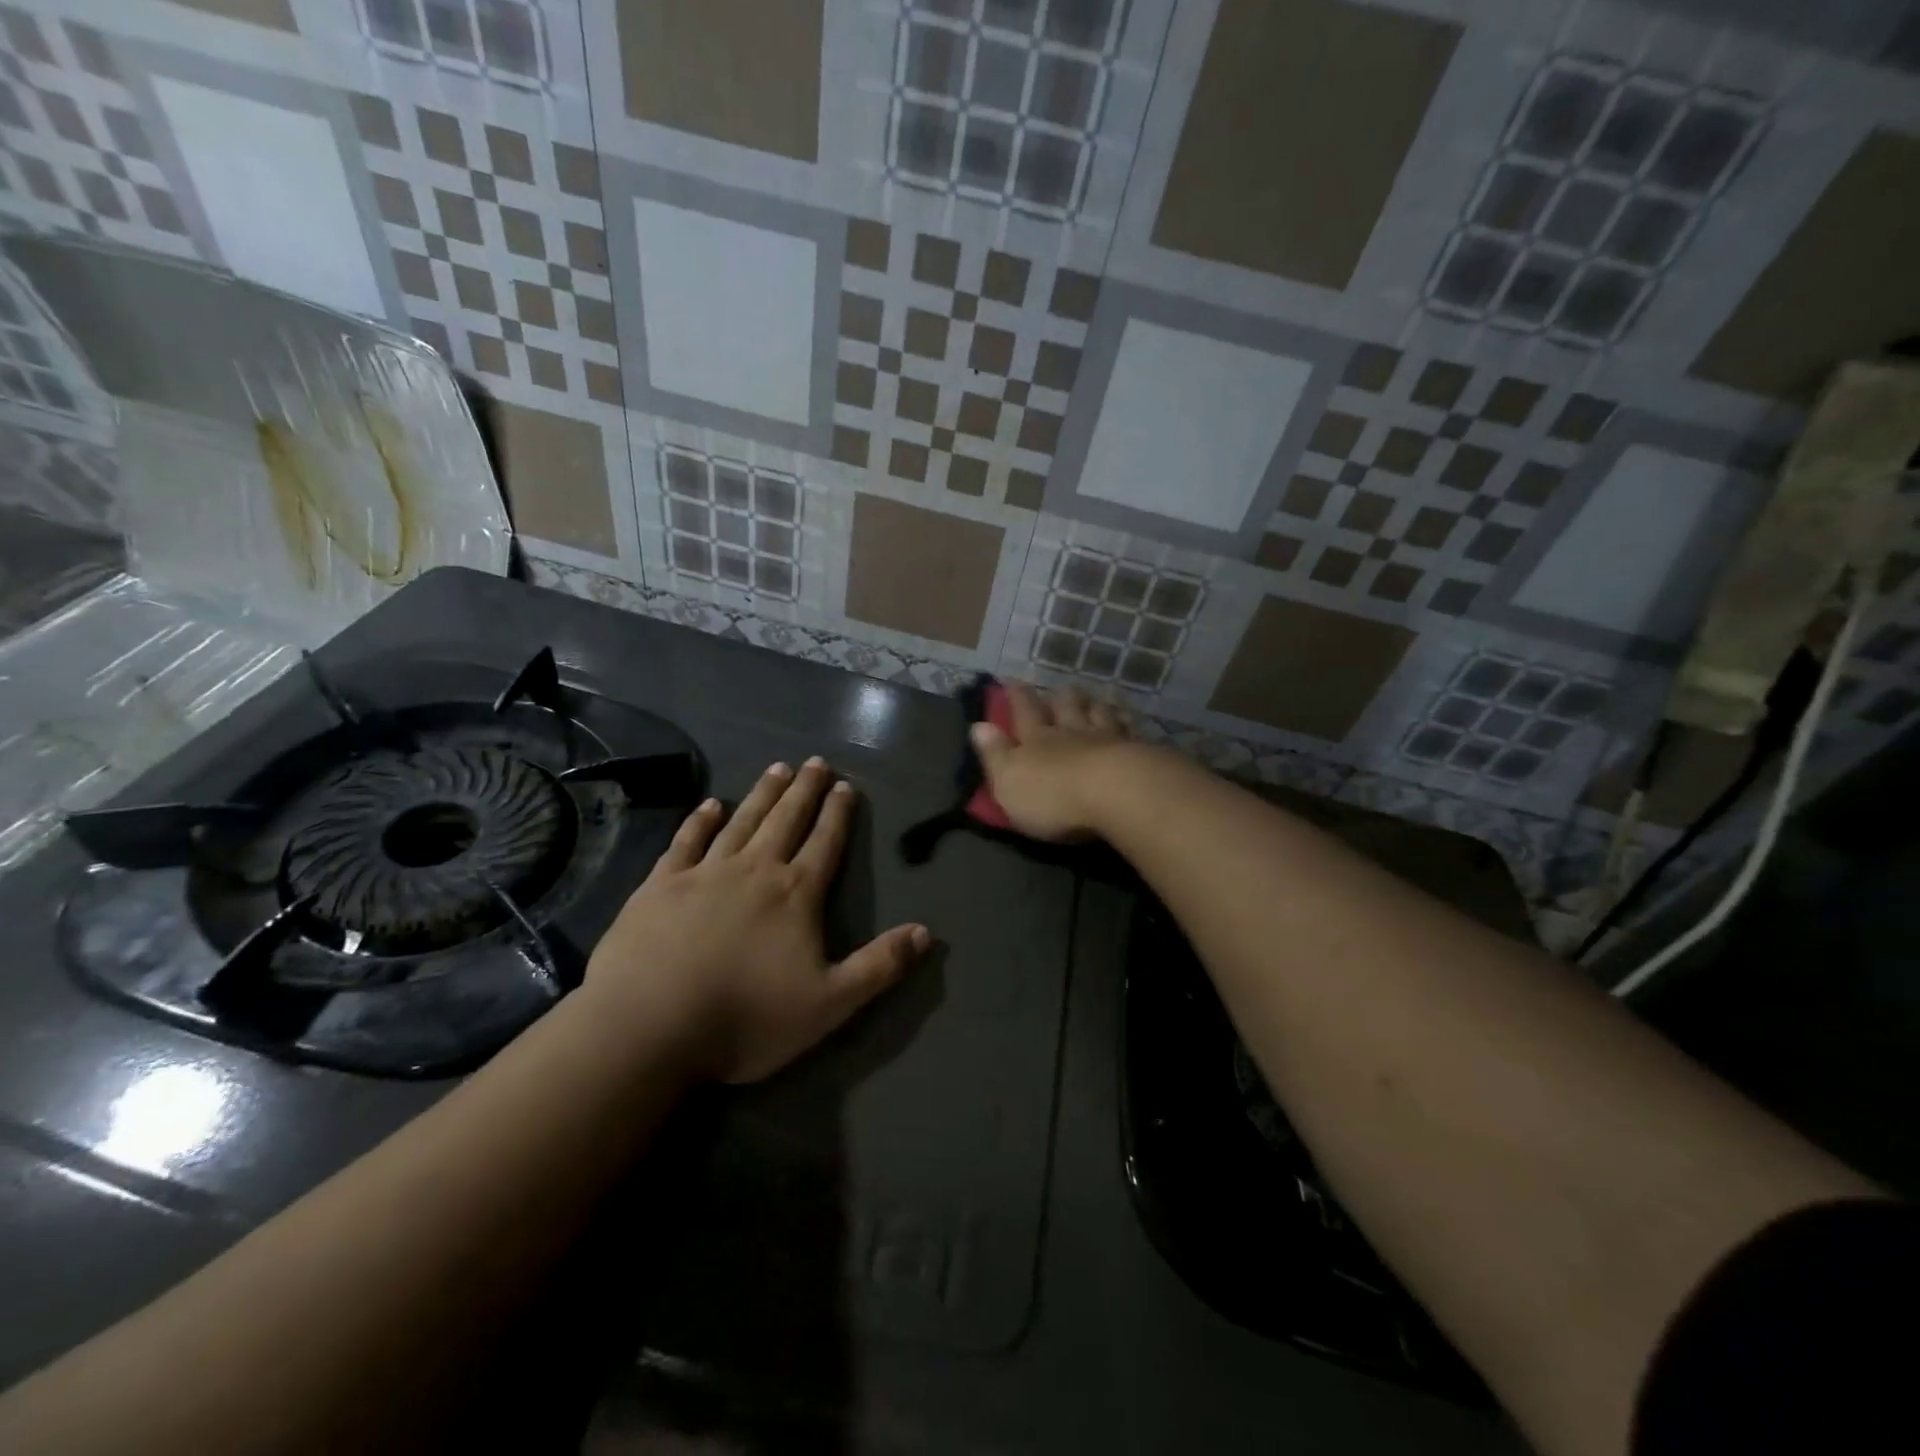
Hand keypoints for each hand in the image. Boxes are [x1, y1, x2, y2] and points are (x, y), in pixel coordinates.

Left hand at [583, 758, 928, 1083]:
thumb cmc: (746, 1017)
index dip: (838, 813)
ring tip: (777, 769)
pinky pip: (686, 842)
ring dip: (762, 794)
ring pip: (741, 822)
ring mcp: (704, 873)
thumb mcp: (830, 1003)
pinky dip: (700, 820)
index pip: (825, 843)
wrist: (650, 1026)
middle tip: (815, 761)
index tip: (845, 785)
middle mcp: (754, 870)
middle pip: (786, 820)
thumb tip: (927, 932)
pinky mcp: (660, 885)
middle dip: (804, 790)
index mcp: (795, 894)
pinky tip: (709, 804)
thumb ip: (880, 965)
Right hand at [969, 684, 1138, 841]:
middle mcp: (1072, 733)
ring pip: (1100, 715)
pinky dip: (1129, 723)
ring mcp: (1109, 740)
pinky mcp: (1140, 753)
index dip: (1018, 698)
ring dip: (1095, 706)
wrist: (1117, 794)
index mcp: (1037, 740)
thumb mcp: (1009, 781)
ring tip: (1095, 698)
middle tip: (1061, 687)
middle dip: (1061, 698)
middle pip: (1066, 709)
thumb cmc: (1053, 795)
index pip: (1024, 713)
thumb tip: (978, 726)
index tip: (1014, 681)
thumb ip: (994, 754)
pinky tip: (1131, 720)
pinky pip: (1132, 732)